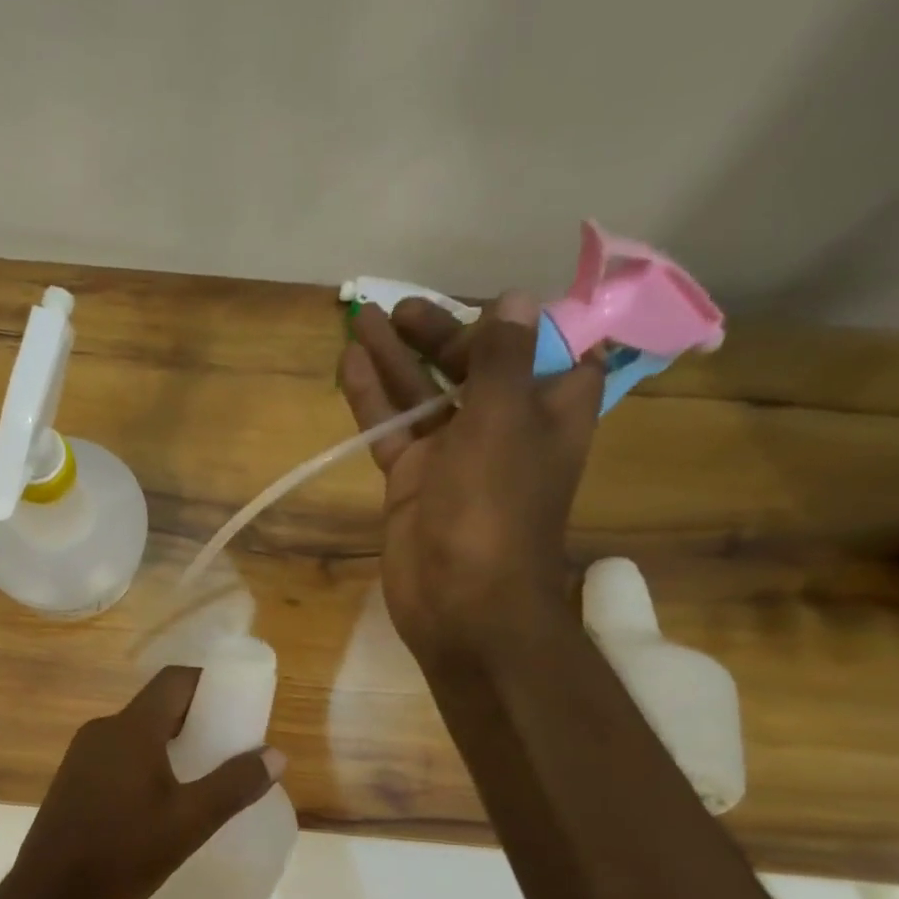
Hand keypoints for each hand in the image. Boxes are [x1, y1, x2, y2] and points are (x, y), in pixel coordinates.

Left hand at [3, 667, 284, 898]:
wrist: (49, 895)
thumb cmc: (123, 853)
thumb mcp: (190, 822)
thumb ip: (234, 785)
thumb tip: (275, 755)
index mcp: (131, 728)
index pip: (175, 680)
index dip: (210, 683)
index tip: (238, 704)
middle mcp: (103, 729)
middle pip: (157, 705)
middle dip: (195, 717)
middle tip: (227, 745)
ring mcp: (82, 754)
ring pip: (136, 732)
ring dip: (170, 742)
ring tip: (200, 774)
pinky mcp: (72, 778)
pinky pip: (118, 754)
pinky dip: (145, 760)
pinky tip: (158, 798)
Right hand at [338, 291, 603, 666]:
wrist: (461, 600)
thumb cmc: (494, 507)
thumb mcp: (505, 419)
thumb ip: (503, 358)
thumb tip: (514, 299)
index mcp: (549, 408)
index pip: (547, 349)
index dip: (523, 322)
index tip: (493, 300)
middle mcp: (504, 426)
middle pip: (474, 365)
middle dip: (440, 334)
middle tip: (400, 310)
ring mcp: (454, 454)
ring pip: (425, 394)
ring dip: (397, 358)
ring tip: (362, 319)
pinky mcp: (413, 479)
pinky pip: (392, 429)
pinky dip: (373, 399)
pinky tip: (349, 365)